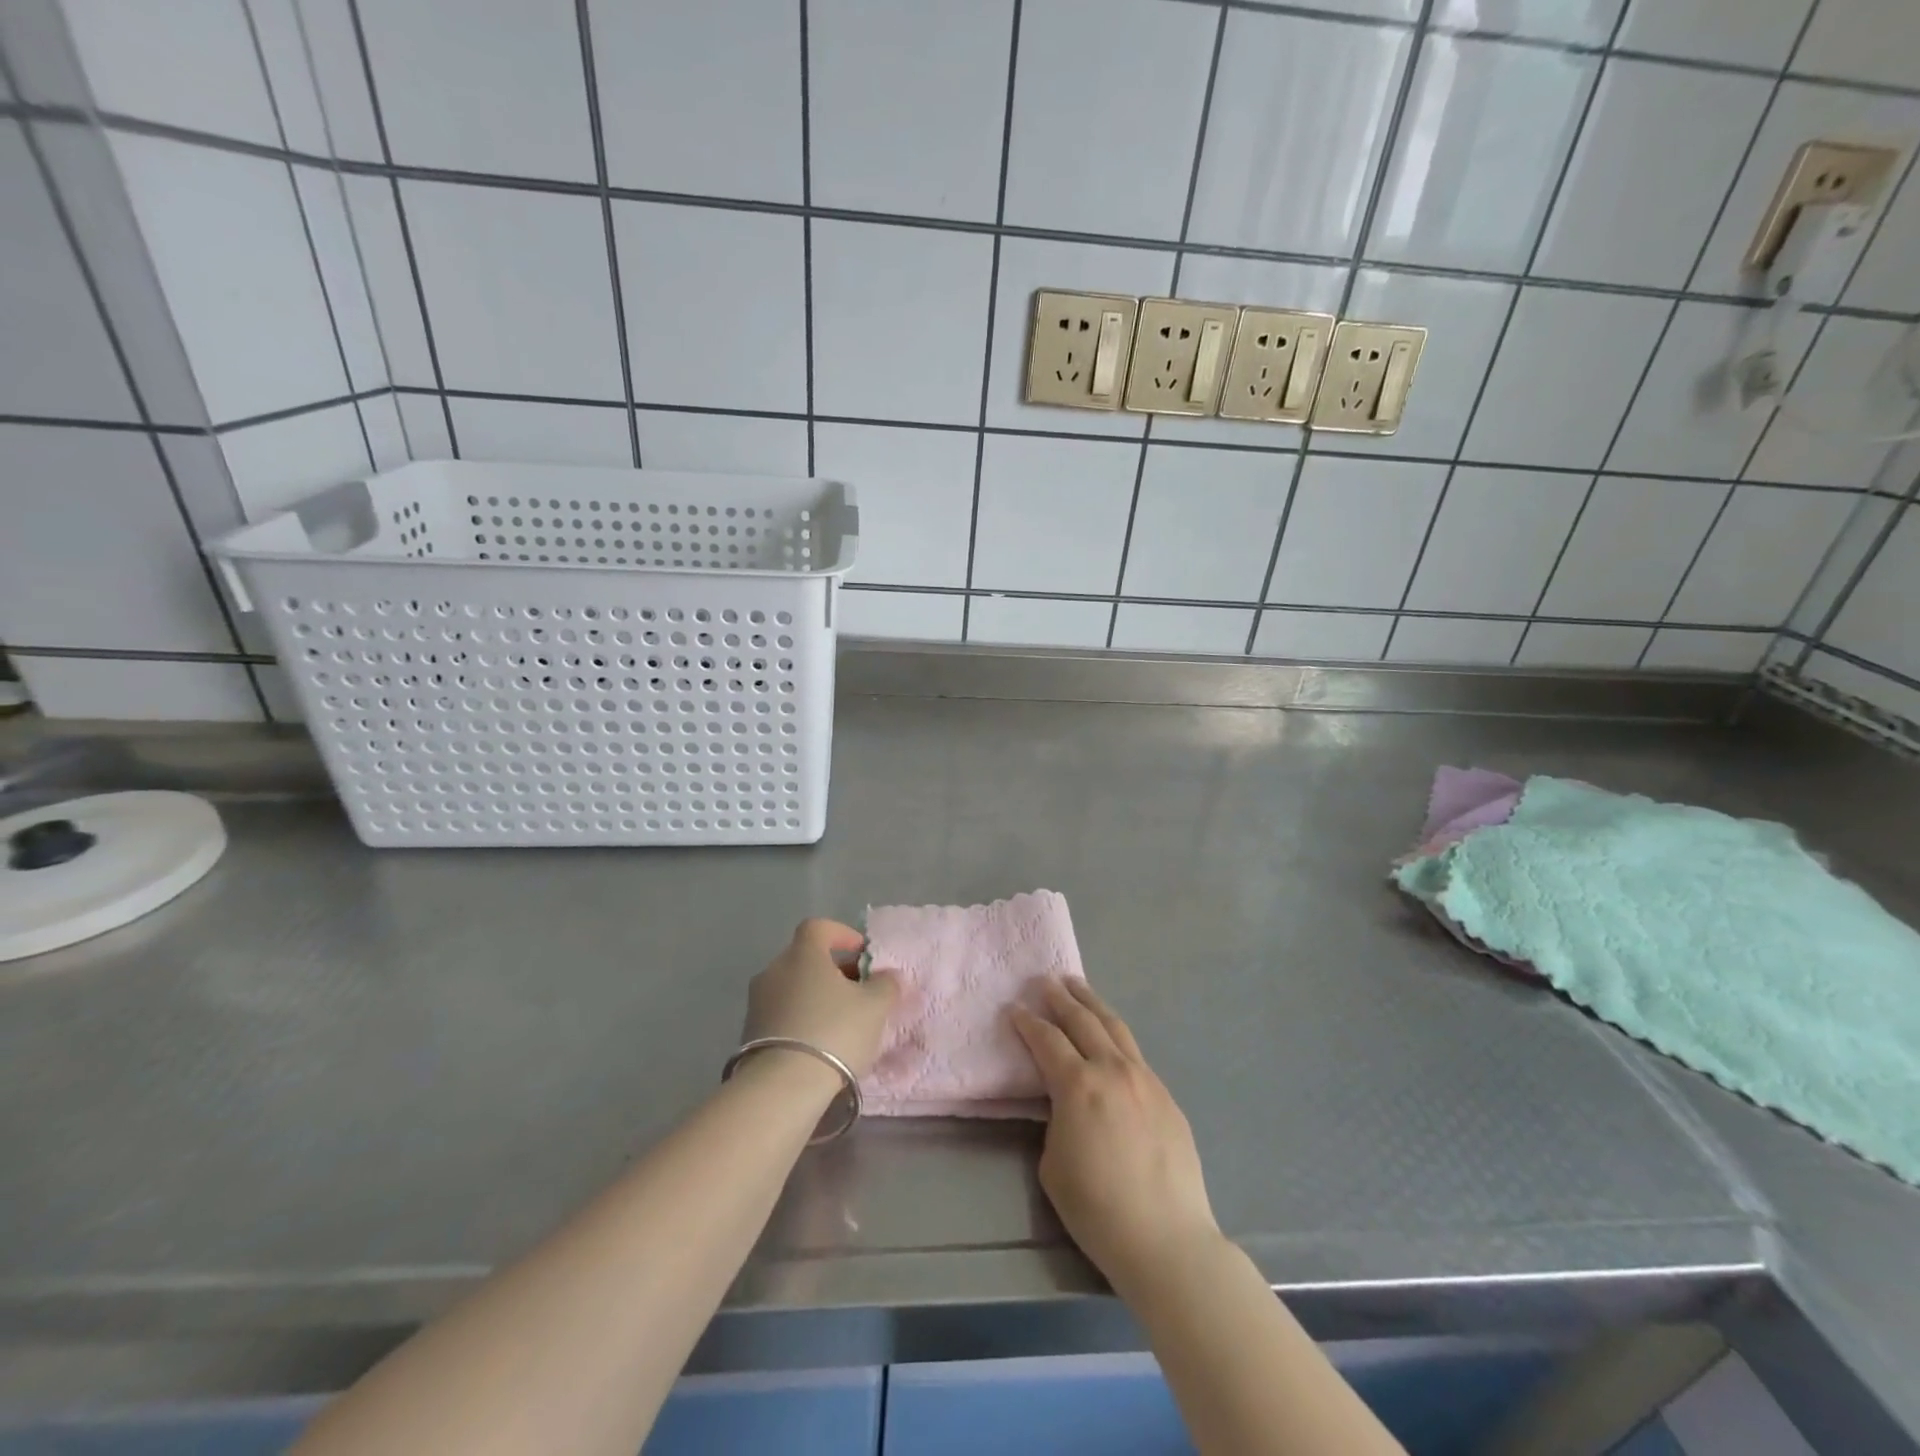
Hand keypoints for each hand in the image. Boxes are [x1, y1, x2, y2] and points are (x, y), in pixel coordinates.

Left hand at [742, 919, 898, 1078]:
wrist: (782, 1087)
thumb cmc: (834, 1032)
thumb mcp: (875, 1006)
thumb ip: (885, 984)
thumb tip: (887, 975)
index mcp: (802, 954)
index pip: (819, 927)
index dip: (842, 935)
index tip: (862, 954)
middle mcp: (774, 970)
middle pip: (806, 958)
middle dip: (834, 970)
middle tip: (859, 992)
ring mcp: (757, 1002)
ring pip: (793, 987)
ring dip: (817, 997)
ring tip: (841, 1022)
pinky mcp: (749, 1033)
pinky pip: (782, 1013)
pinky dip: (801, 1019)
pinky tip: (819, 1043)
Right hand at [1012, 979, 1222, 1293]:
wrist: (1167, 1239)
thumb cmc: (1097, 1208)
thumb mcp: (1053, 1164)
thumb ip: (1055, 1120)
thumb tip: (1065, 1105)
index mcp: (1078, 1085)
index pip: (1047, 1040)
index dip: (1027, 1022)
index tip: (1013, 1008)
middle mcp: (1112, 1070)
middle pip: (1083, 1020)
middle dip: (1060, 998)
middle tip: (1045, 981)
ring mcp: (1145, 1079)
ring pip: (1115, 1027)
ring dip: (1092, 1003)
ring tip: (1078, 986)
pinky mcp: (1166, 1096)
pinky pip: (1135, 1054)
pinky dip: (1116, 1035)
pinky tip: (1110, 1037)